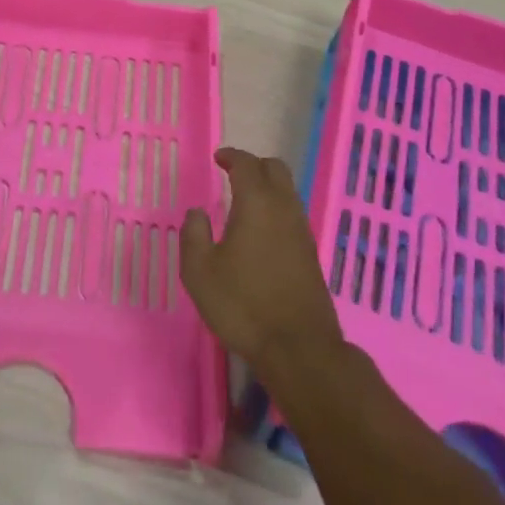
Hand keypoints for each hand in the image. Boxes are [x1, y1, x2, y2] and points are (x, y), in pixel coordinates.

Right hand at [181, 147, 345, 383]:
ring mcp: (302, 231)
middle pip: (275, 169)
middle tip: (232, 175)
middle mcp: (283, 208)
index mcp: (256, 203)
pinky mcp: (311, 253)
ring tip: (245, 202)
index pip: (247, 164)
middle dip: (254, 165)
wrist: (299, 348)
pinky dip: (277, 209)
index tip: (219, 158)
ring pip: (288, 191)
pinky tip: (261, 231)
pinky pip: (293, 214)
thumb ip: (193, 234)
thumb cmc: (243, 305)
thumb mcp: (200, 272)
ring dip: (268, 187)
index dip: (231, 156)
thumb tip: (198, 212)